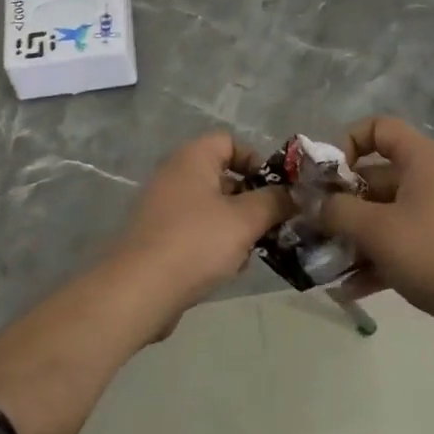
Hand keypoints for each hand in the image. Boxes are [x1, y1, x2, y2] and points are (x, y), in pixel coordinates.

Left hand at [103, 132, 293, 325]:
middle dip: (252, 201)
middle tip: (273, 224)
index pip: (230, 142)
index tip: (275, 190)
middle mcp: (175, 176)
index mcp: (192, 159)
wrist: (139, 291)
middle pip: (223, 177)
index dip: (256, 160)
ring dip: (236, 227)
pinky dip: (215, 244)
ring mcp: (163, 208)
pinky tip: (228, 269)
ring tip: (252, 252)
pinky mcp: (159, 238)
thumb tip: (293, 194)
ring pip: (213, 208)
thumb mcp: (245, 220)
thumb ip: (274, 202)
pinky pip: (197, 232)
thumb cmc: (196, 243)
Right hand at [321, 116, 433, 351]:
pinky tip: (347, 288)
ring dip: (351, 236)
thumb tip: (313, 204)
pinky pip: (396, 243)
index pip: (378, 128)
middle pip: (374, 177)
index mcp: (421, 160)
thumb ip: (337, 211)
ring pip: (382, 215)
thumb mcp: (377, 230)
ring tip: (322, 261)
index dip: (347, 143)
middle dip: (340, 202)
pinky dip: (373, 260)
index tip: (326, 177)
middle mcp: (429, 180)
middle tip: (311, 226)